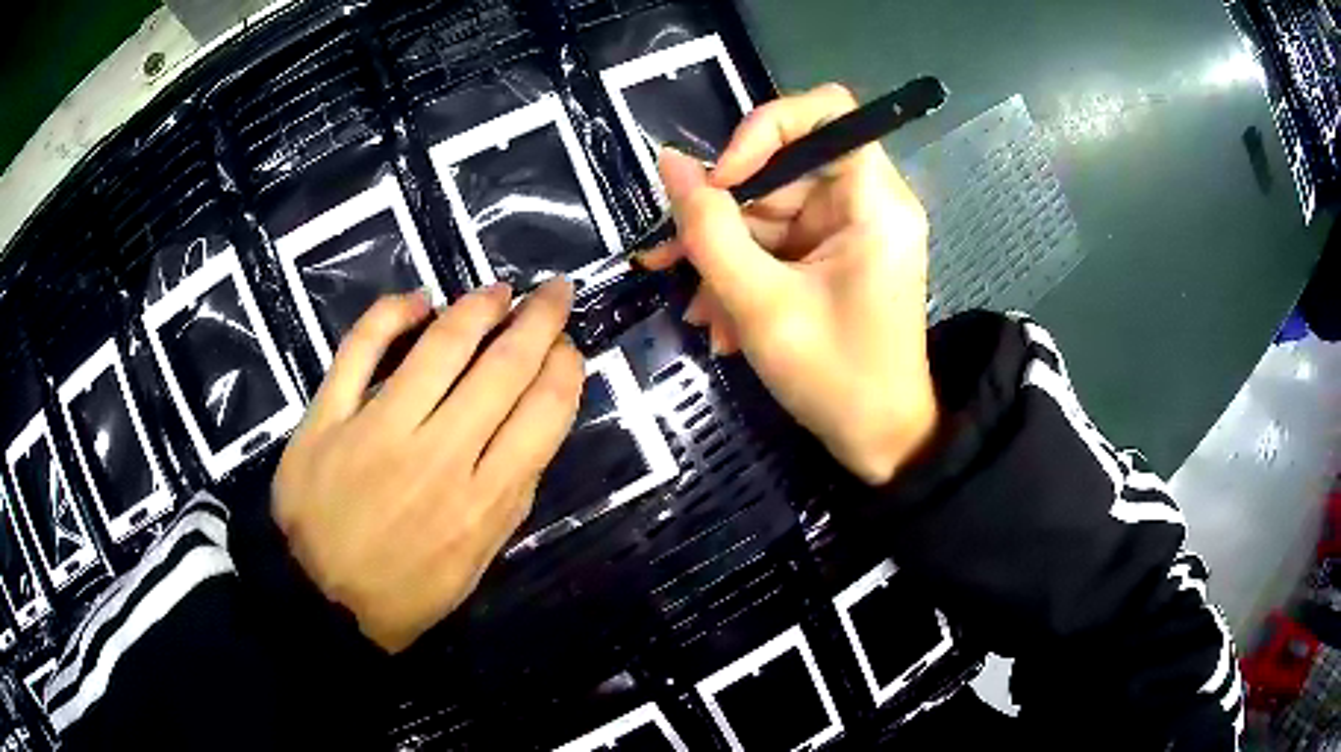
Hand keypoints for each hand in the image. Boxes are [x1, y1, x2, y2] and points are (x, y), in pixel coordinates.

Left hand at [272, 280, 584, 652]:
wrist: (320, 605)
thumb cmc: (405, 594)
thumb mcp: (476, 566)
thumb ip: (508, 499)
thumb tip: (530, 429)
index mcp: (482, 502)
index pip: (543, 412)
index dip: (565, 368)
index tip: (567, 348)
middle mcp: (438, 457)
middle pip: (502, 368)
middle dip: (539, 319)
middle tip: (554, 292)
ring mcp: (377, 431)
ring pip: (440, 346)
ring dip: (478, 307)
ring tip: (498, 291)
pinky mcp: (328, 418)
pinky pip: (361, 347)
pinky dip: (392, 313)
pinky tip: (418, 301)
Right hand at [641, 84, 936, 485]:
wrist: (881, 442)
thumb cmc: (836, 377)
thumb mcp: (760, 303)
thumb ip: (708, 228)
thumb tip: (669, 162)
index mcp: (873, 200)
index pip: (824, 112)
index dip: (764, 130)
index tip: (720, 180)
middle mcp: (867, 203)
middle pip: (783, 169)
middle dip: (722, 217)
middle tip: (671, 260)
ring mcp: (849, 231)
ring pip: (770, 213)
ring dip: (725, 258)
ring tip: (697, 311)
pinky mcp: (834, 258)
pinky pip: (778, 245)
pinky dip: (745, 275)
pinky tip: (720, 321)